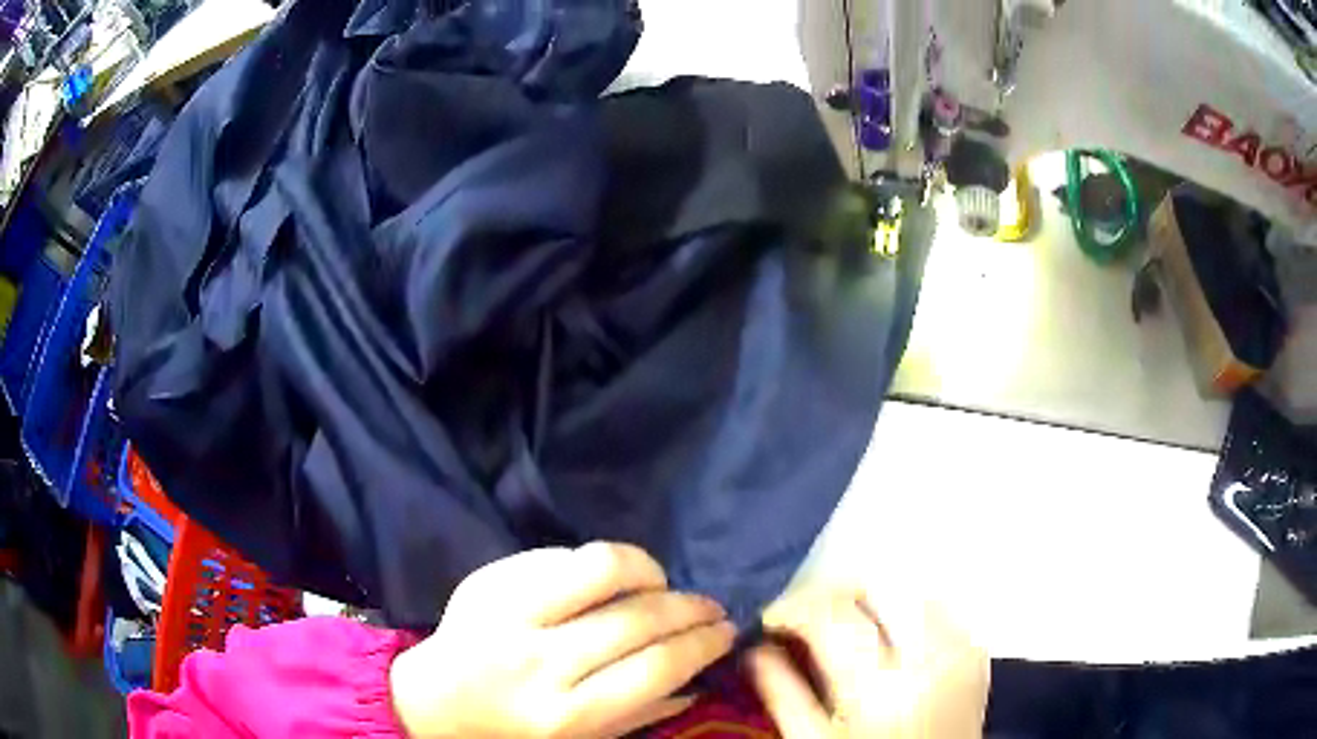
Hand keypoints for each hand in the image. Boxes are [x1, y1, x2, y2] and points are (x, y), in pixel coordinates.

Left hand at [389, 542, 735, 737]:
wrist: (431, 703)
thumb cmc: (512, 732)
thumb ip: (641, 712)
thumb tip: (700, 678)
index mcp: (566, 716)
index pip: (657, 667)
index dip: (703, 642)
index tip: (728, 630)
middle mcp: (538, 663)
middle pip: (636, 618)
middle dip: (689, 606)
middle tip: (710, 604)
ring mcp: (506, 615)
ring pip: (599, 567)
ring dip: (647, 569)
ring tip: (661, 582)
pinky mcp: (486, 581)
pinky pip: (557, 555)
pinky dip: (596, 563)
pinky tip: (609, 578)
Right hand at [746, 589, 988, 737]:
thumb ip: (784, 696)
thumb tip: (756, 649)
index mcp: (879, 685)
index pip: (832, 613)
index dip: (793, 605)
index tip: (772, 618)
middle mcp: (927, 656)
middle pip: (877, 586)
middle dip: (834, 592)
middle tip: (808, 615)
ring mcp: (959, 649)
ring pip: (909, 591)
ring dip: (872, 600)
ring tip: (847, 624)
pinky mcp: (975, 651)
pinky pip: (938, 610)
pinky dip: (906, 613)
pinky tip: (889, 638)